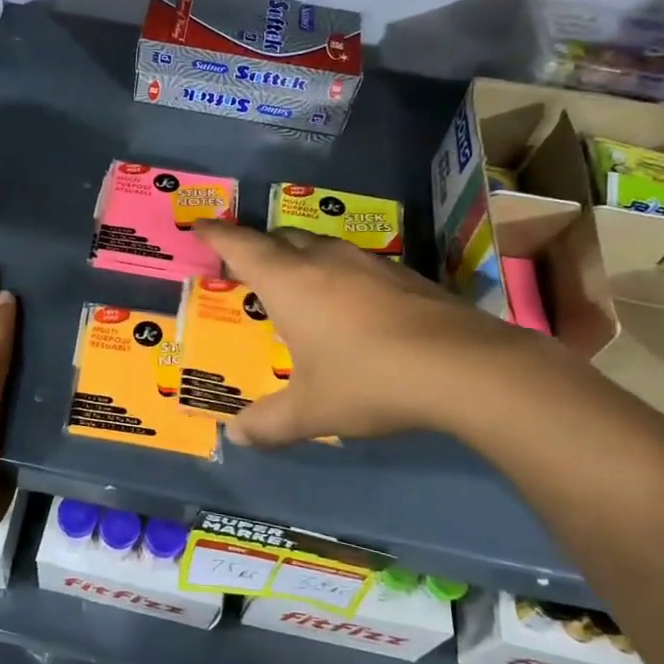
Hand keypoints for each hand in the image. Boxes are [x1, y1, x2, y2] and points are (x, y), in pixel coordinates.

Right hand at [194, 222, 544, 447]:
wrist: (464, 367)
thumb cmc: (368, 380)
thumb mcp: (312, 411)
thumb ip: (269, 424)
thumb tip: (235, 437)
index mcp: (289, 281)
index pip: (241, 245)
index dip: (216, 234)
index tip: (199, 225)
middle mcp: (324, 260)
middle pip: (280, 237)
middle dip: (258, 244)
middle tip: (244, 262)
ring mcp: (368, 263)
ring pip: (321, 245)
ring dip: (300, 255)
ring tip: (296, 280)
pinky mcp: (404, 275)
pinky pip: (355, 263)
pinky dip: (337, 273)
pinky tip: (350, 301)